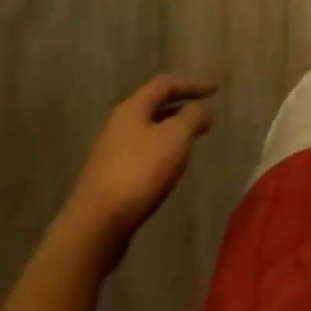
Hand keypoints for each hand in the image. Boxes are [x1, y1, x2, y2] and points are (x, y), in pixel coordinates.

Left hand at [65, 75, 216, 247]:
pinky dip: (160, 151)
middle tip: (202, 112)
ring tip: (190, 139)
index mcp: (133, 108)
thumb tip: (203, 109)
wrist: (95, 227)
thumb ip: (193, 117)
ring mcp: (111, 152)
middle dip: (180, 106)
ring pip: (147, 130)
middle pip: (154, 106)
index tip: (215, 90)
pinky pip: (141, 153)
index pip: (165, 84)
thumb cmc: (139, 172)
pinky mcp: (109, 178)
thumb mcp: (176, 138)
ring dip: (170, 130)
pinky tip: (168, 167)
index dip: (192, 84)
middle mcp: (119, 124)